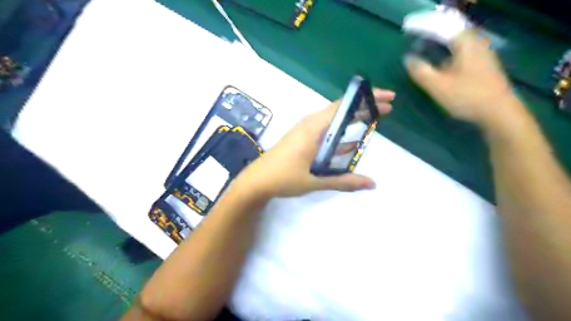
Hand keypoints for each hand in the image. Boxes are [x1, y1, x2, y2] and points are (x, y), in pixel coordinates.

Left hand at [234, 88, 395, 198]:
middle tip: (387, 107)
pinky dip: (341, 132)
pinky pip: (326, 130)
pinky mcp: (302, 138)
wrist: (257, 181)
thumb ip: (343, 181)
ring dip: (353, 119)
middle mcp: (310, 124)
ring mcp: (305, 130)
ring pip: (333, 119)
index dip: (367, 99)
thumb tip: (372, 183)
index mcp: (314, 128)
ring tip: (374, 118)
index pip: (344, 106)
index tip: (387, 97)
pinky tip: (352, 141)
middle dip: (364, 106)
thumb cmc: (283, 178)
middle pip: (341, 109)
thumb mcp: (315, 181)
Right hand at [404, 28, 522, 130]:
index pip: (442, 25)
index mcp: (465, 43)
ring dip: (440, 41)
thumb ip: (421, 71)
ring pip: (457, 41)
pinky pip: (461, 51)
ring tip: (425, 45)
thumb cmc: (467, 97)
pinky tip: (441, 62)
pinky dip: (447, 51)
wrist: (499, 113)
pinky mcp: (483, 66)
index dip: (423, 25)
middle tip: (415, 33)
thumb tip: (408, 58)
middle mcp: (476, 44)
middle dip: (432, 30)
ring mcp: (482, 54)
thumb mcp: (438, 86)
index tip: (407, 27)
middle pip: (451, 30)